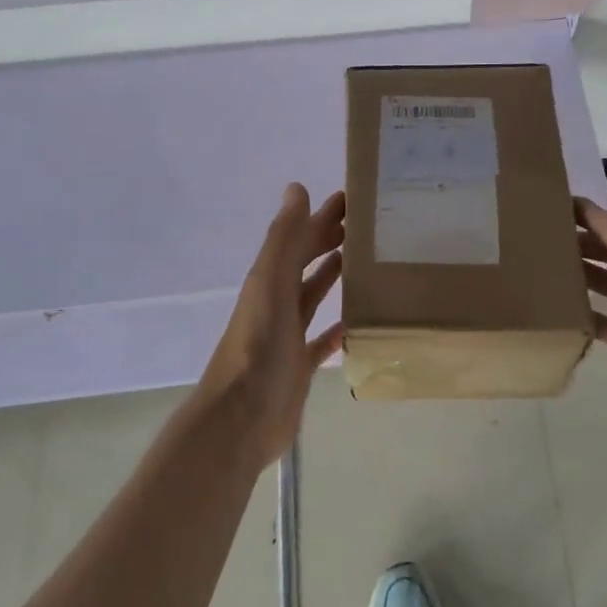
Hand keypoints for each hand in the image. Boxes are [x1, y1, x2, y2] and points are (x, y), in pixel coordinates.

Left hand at [198, 184, 344, 467]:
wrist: (241, 418)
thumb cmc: (258, 348)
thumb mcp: (270, 285)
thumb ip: (284, 239)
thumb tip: (297, 188)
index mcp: (267, 282)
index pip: (297, 239)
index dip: (320, 218)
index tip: (351, 199)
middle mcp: (276, 304)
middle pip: (304, 264)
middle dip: (329, 242)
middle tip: (365, 227)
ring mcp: (286, 337)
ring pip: (312, 298)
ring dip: (331, 278)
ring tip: (362, 262)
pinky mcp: (298, 367)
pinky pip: (321, 341)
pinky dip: (337, 328)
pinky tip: (356, 323)